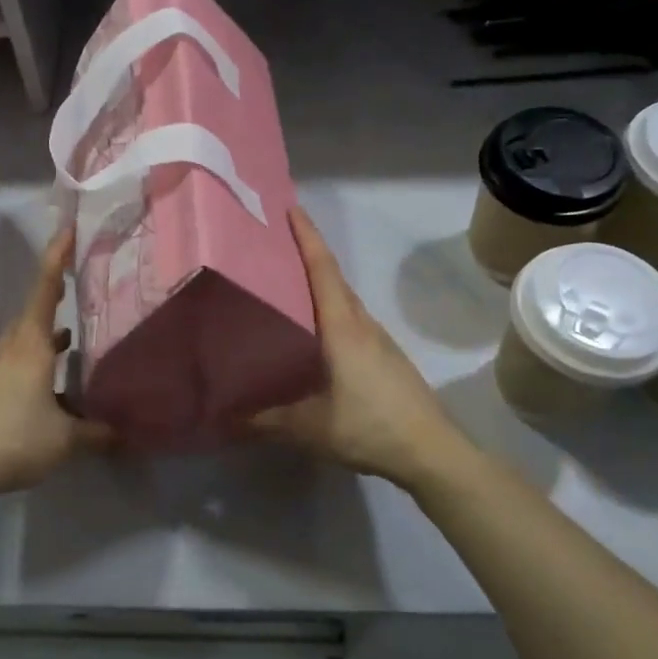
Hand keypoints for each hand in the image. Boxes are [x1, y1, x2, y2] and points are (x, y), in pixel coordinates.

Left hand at [0, 227, 114, 502]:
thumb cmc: (13, 439)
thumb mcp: (65, 439)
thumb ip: (97, 433)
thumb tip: (124, 433)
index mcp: (31, 346)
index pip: (45, 290)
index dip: (57, 258)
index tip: (68, 230)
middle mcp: (11, 349)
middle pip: (34, 312)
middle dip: (56, 295)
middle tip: (80, 284)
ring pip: (27, 340)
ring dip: (49, 334)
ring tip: (74, 336)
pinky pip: (19, 364)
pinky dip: (40, 363)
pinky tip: (55, 385)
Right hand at [251, 207, 461, 489]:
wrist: (432, 451)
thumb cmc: (369, 427)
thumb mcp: (309, 428)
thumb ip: (266, 420)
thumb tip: (225, 418)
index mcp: (342, 327)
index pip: (322, 269)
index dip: (306, 236)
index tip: (289, 208)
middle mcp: (361, 323)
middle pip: (332, 278)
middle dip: (307, 255)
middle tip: (272, 247)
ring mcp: (378, 339)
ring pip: (343, 300)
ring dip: (319, 284)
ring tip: (285, 287)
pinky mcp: (386, 356)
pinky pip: (351, 320)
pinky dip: (330, 311)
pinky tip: (314, 334)